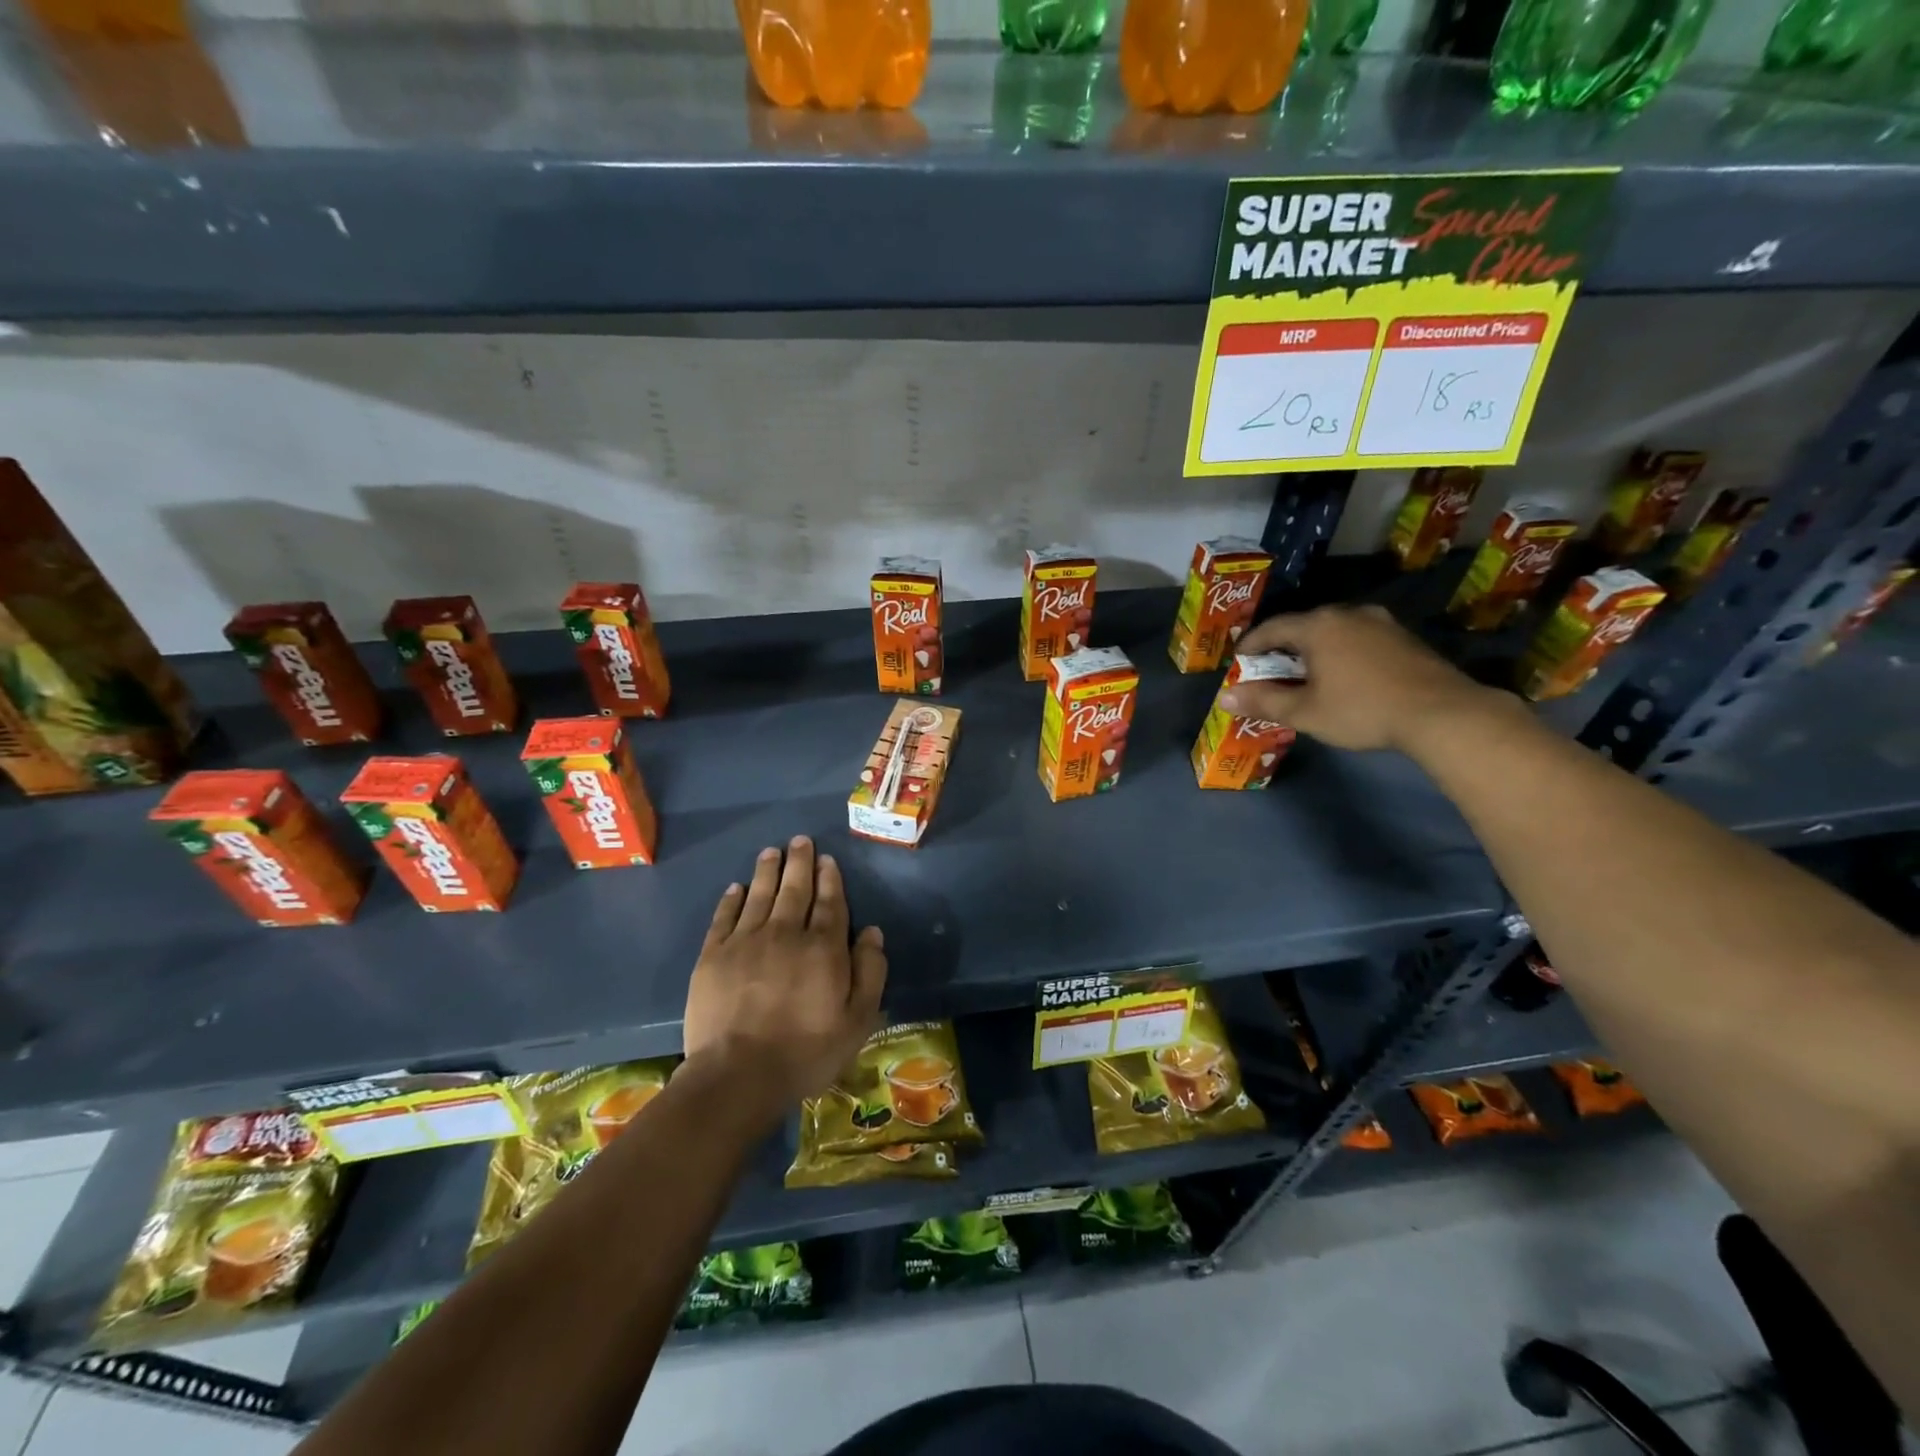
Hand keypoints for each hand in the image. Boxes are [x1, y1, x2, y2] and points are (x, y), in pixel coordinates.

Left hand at [682, 837, 886, 1126]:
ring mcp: (745, 942)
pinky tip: (736, 888)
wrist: (737, 1076)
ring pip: (759, 895)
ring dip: (767, 871)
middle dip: (799, 863)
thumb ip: (870, 972)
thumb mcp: (857, 1020)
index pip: (830, 904)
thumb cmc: (806, 1052)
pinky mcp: (713, 956)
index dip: (829, 879)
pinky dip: (731, 899)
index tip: (827, 859)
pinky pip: (724, 917)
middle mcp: (785, 933)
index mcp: (823, 948)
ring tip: (771, 851)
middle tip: (800, 841)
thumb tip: (872, 932)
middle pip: (794, 890)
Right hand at [1217, 604, 1494, 753]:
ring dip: (1315, 650)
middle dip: (1283, 648)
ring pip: (1334, 631)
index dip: (1251, 645)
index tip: (1240, 661)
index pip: (1272, 628)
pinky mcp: (1404, 637)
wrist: (1441, 712)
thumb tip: (1224, 697)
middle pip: (1304, 626)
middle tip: (1271, 670)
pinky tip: (1345, 676)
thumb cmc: (1361, 710)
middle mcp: (1348, 614)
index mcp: (1318, 626)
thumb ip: (1263, 701)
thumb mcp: (1304, 712)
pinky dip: (1342, 653)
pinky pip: (1359, 638)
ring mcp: (1380, 622)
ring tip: (1307, 674)